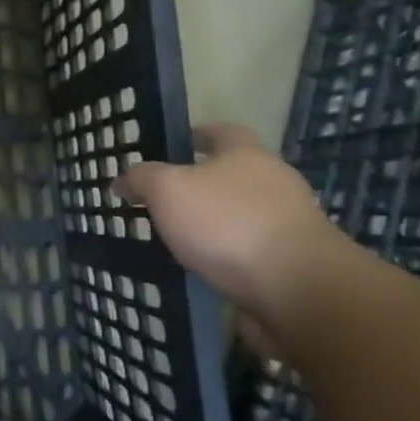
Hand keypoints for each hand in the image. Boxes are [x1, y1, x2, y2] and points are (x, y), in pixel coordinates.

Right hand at [114, 123, 341, 315]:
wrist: (298, 288)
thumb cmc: (227, 223)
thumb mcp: (167, 190)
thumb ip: (141, 179)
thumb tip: (121, 179)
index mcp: (246, 155)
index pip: (221, 132)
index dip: (197, 134)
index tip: (174, 144)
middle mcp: (274, 182)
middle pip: (234, 173)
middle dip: (202, 183)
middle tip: (163, 197)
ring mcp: (289, 223)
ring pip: (242, 213)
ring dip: (215, 222)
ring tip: (177, 238)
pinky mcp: (294, 262)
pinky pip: (250, 249)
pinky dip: (228, 255)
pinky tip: (204, 268)